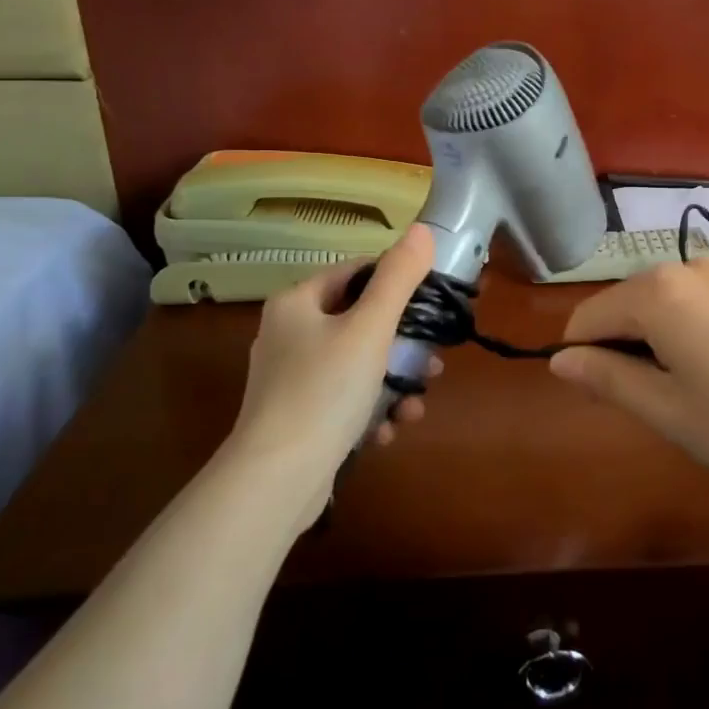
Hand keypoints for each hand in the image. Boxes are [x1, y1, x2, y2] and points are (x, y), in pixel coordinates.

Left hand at [228, 224, 436, 504]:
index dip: (397, 284)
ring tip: (415, 405)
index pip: (356, 274)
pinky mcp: (298, 417)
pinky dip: (370, 411)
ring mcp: (291, 379)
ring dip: (393, 383)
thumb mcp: (370, 329)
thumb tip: (423, 229)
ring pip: (357, 366)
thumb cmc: (325, 391)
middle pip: (361, 323)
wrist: (276, 480)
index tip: (432, 305)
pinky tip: (387, 431)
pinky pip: (344, 400)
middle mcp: (288, 334)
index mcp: (297, 303)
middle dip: (402, 345)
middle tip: (432, 364)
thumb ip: (399, 278)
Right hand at [549, 258, 708, 490]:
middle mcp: (685, 267)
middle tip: (651, 402)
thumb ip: (606, 378)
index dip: (581, 359)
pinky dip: (684, 330)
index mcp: (655, 292)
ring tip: (687, 389)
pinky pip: (693, 301)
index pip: (587, 317)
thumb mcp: (666, 410)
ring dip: (653, 340)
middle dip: (620, 348)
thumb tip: (559, 360)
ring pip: (659, 302)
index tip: (602, 400)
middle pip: (623, 304)